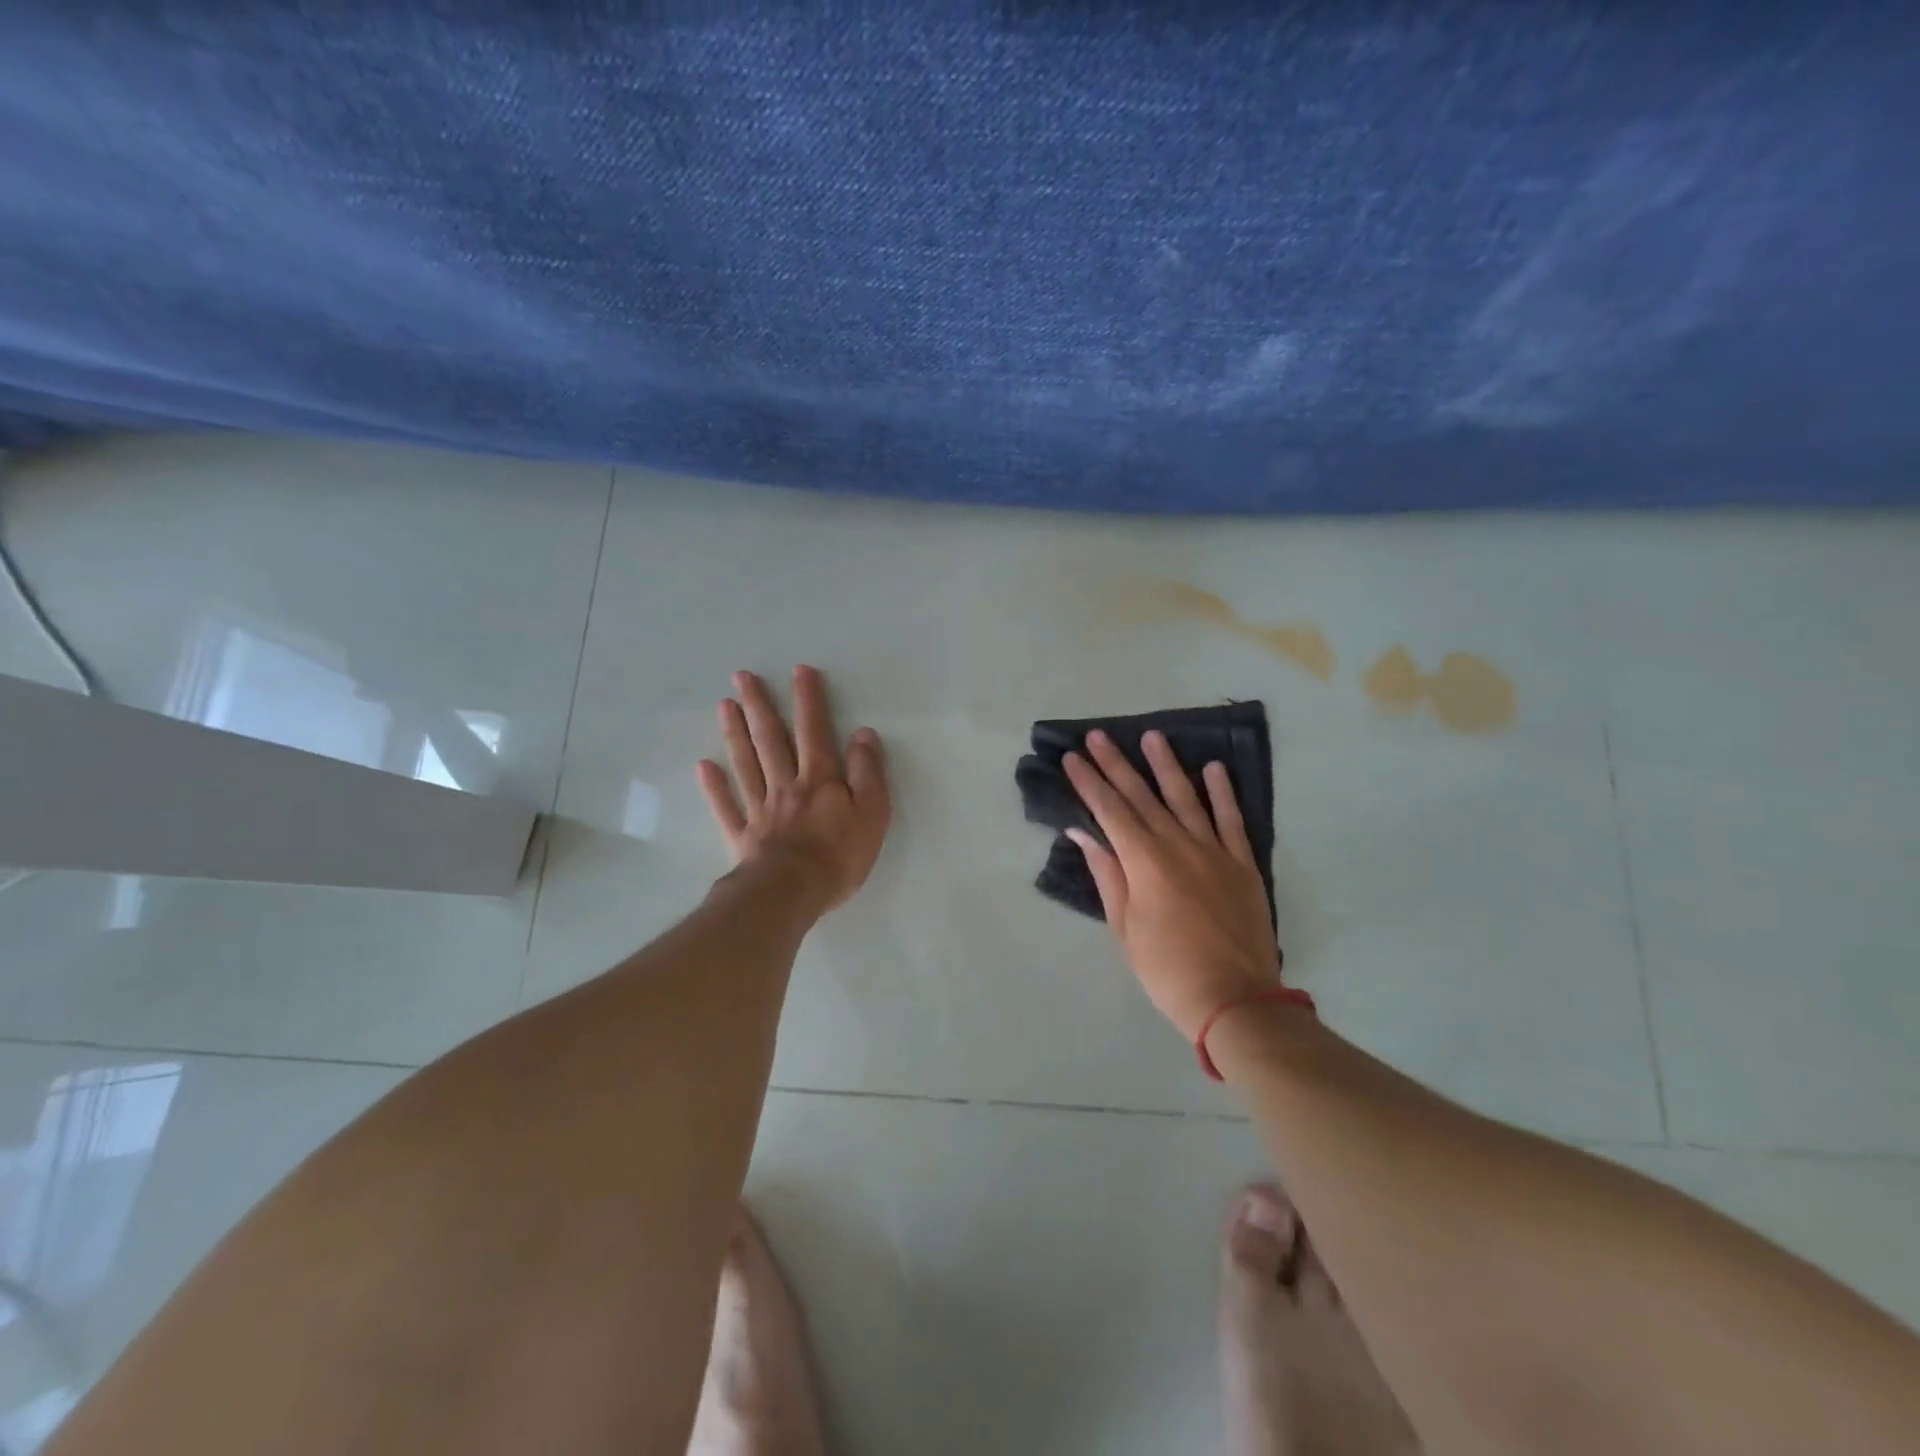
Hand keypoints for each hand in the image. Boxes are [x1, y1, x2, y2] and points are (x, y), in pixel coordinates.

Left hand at [697, 666, 890, 912]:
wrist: (791, 893)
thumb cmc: (839, 855)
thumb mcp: (872, 813)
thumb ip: (868, 772)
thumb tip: (863, 734)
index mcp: (819, 779)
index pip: (814, 731)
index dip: (808, 701)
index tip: (799, 671)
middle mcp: (785, 785)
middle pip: (770, 740)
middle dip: (759, 705)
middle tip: (742, 676)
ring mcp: (760, 810)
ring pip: (745, 764)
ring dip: (734, 733)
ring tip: (723, 705)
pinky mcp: (743, 836)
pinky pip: (726, 807)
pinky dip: (714, 787)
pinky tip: (703, 767)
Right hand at [1064, 729, 1279, 1041]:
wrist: (1234, 999)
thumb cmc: (1166, 969)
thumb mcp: (1124, 927)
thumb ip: (1107, 874)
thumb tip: (1084, 833)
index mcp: (1144, 862)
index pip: (1110, 811)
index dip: (1089, 782)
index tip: (1073, 757)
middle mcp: (1178, 845)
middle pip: (1142, 796)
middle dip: (1116, 764)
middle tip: (1098, 735)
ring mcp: (1214, 851)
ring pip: (1186, 797)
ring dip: (1166, 765)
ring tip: (1152, 736)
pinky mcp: (1243, 863)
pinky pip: (1232, 820)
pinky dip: (1222, 793)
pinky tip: (1213, 768)